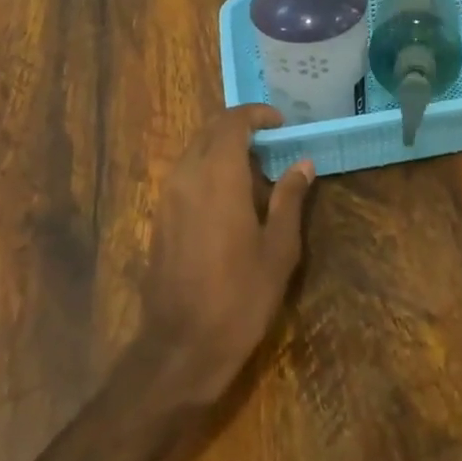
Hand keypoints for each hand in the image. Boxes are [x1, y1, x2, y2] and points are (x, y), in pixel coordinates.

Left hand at [141, 105, 312, 404]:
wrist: (182, 346)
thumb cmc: (240, 296)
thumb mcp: (279, 249)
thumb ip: (289, 199)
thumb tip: (302, 164)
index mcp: (218, 176)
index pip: (232, 122)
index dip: (257, 115)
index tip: (281, 124)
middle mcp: (186, 176)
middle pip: (209, 132)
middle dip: (240, 129)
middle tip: (272, 145)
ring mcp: (167, 197)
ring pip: (194, 152)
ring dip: (223, 150)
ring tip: (256, 174)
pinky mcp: (159, 218)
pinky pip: (184, 176)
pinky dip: (208, 171)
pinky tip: (231, 200)